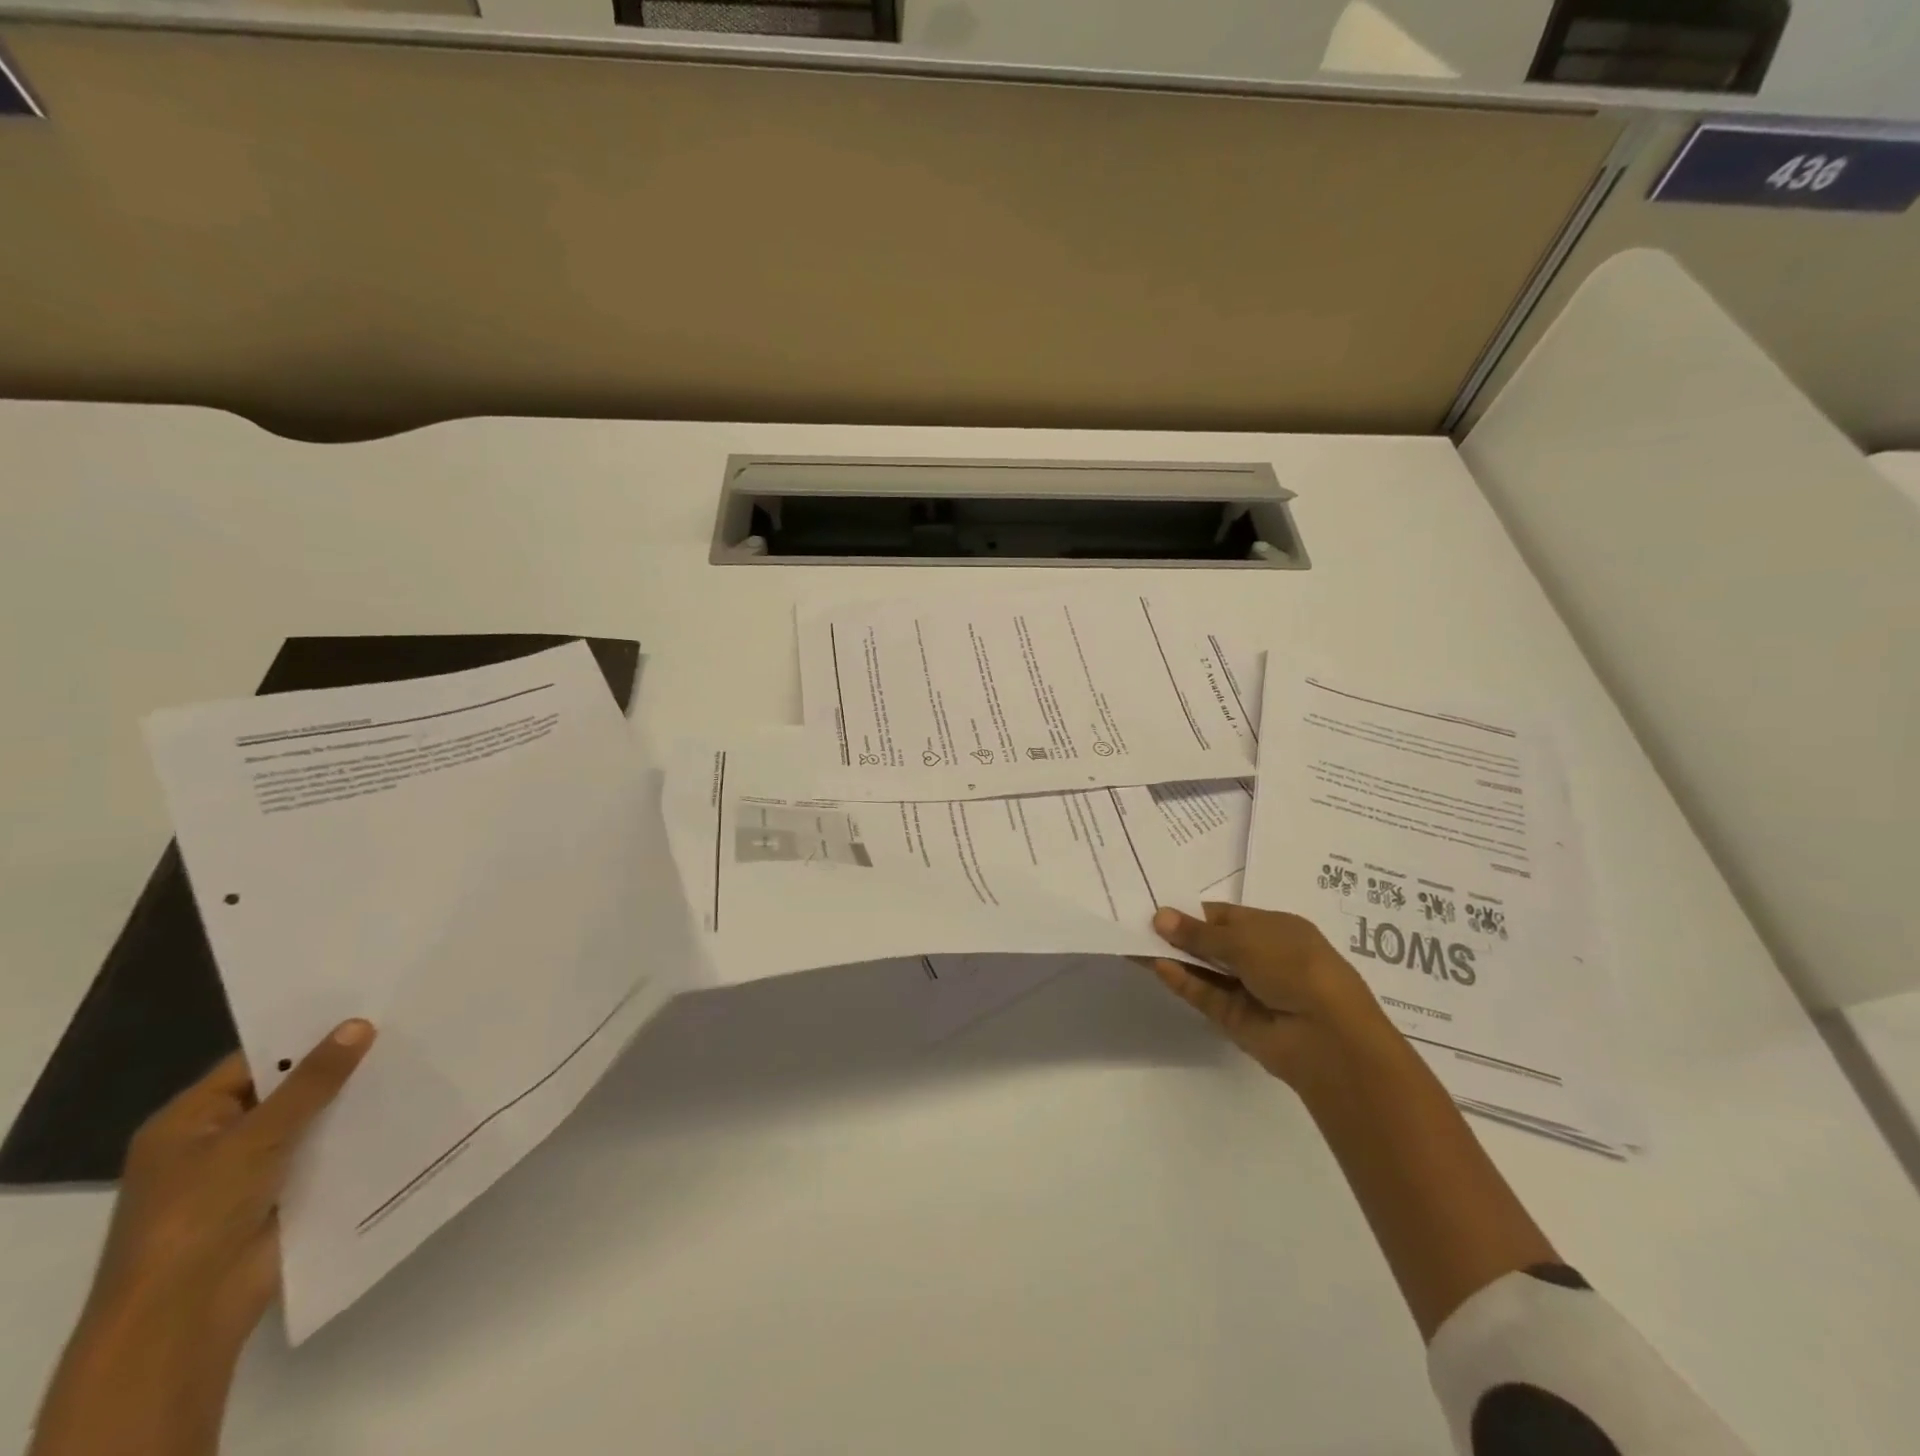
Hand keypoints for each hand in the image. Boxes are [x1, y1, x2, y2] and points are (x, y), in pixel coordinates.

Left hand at [31, 1023, 375, 1455]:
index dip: (306, 1036)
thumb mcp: (256, 1138)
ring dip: (351, 1103)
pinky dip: (354, 1137)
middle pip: (286, 1091)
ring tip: (412, 1063)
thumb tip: (359, 1024)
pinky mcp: (282, 1196)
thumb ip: (311, 1082)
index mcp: (188, 1122)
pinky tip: (401, 1112)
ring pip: (310, 1123)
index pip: (255, 1062)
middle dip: (338, 1068)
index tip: (365, 1009)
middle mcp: (216, 1142)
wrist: (185, 1313)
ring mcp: (249, 1173)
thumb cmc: (198, 1214)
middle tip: (400, 1030)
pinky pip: (323, 1154)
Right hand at [1148, 903, 1389, 1088]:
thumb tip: (1159, 917)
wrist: (1329, 1037)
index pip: (1224, 916)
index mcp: (1274, 928)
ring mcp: (1247, 989)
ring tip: (1134, 943)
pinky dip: (1182, 981)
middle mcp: (1261, 957)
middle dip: (1177, 934)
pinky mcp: (1235, 1019)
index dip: (1191, 912)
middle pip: (1210, 943)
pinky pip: (1204, 995)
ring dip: (1173, 957)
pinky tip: (1156, 966)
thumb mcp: (1246, 940)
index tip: (1156, 908)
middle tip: (1136, 923)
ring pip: (1203, 970)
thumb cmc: (1295, 967)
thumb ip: (1199, 933)